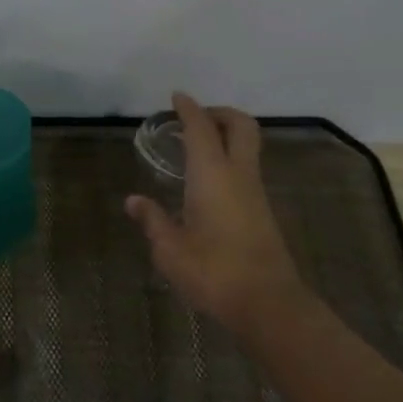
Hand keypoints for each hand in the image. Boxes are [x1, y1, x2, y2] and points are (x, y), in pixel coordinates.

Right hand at [125, 92, 306, 328]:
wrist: (268, 304)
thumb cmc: (213, 271)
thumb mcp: (170, 249)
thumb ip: (153, 220)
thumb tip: (134, 201)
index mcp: (212, 175)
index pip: (201, 128)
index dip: (188, 109)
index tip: (176, 97)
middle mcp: (238, 175)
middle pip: (241, 126)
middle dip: (220, 113)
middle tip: (195, 118)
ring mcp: (255, 193)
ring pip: (247, 148)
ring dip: (226, 137)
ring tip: (194, 149)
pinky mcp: (262, 212)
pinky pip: (246, 170)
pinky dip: (229, 160)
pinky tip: (206, 182)